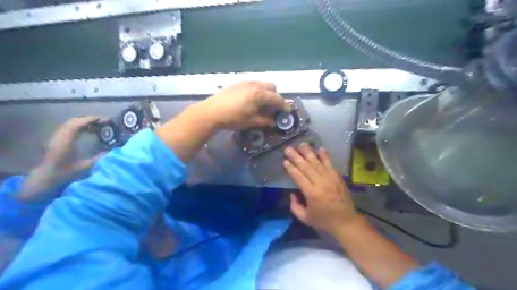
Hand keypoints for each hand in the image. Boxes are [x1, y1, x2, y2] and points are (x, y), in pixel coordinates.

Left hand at [18, 116, 104, 200]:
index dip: (92, 120)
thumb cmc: (65, 174)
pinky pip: (68, 128)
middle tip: (104, 122)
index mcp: (66, 141)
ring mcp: (56, 138)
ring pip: (70, 124)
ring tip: (98, 126)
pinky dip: (79, 127)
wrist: (45, 179)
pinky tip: (88, 132)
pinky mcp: (55, 141)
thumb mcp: (86, 167)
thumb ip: (100, 157)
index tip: (105, 120)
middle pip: (74, 121)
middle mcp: (59, 137)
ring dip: (84, 123)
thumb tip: (114, 150)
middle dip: (89, 120)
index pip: (78, 124)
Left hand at [203, 82, 289, 129]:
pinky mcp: (238, 83)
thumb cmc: (233, 118)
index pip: (277, 98)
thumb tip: (273, 122)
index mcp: (260, 95)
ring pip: (262, 84)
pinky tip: (250, 100)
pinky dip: (257, 90)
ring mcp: (246, 82)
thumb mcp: (251, 121)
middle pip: (272, 87)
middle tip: (272, 107)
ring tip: (261, 103)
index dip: (283, 105)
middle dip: (275, 96)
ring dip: (266, 92)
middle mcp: (255, 85)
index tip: (286, 111)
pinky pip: (253, 84)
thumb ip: (265, 121)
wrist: (212, 112)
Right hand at [284, 143, 359, 236]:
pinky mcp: (337, 177)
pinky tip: (319, 148)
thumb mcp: (305, 218)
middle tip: (288, 148)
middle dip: (296, 157)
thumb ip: (295, 206)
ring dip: (308, 152)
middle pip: (306, 167)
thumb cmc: (324, 220)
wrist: (346, 221)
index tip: (285, 160)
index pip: (299, 177)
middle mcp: (320, 183)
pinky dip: (325, 156)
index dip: (291, 168)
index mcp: (312, 193)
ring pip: (317, 162)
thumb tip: (292, 193)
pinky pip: (330, 164)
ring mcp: (330, 178)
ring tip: (301, 144)